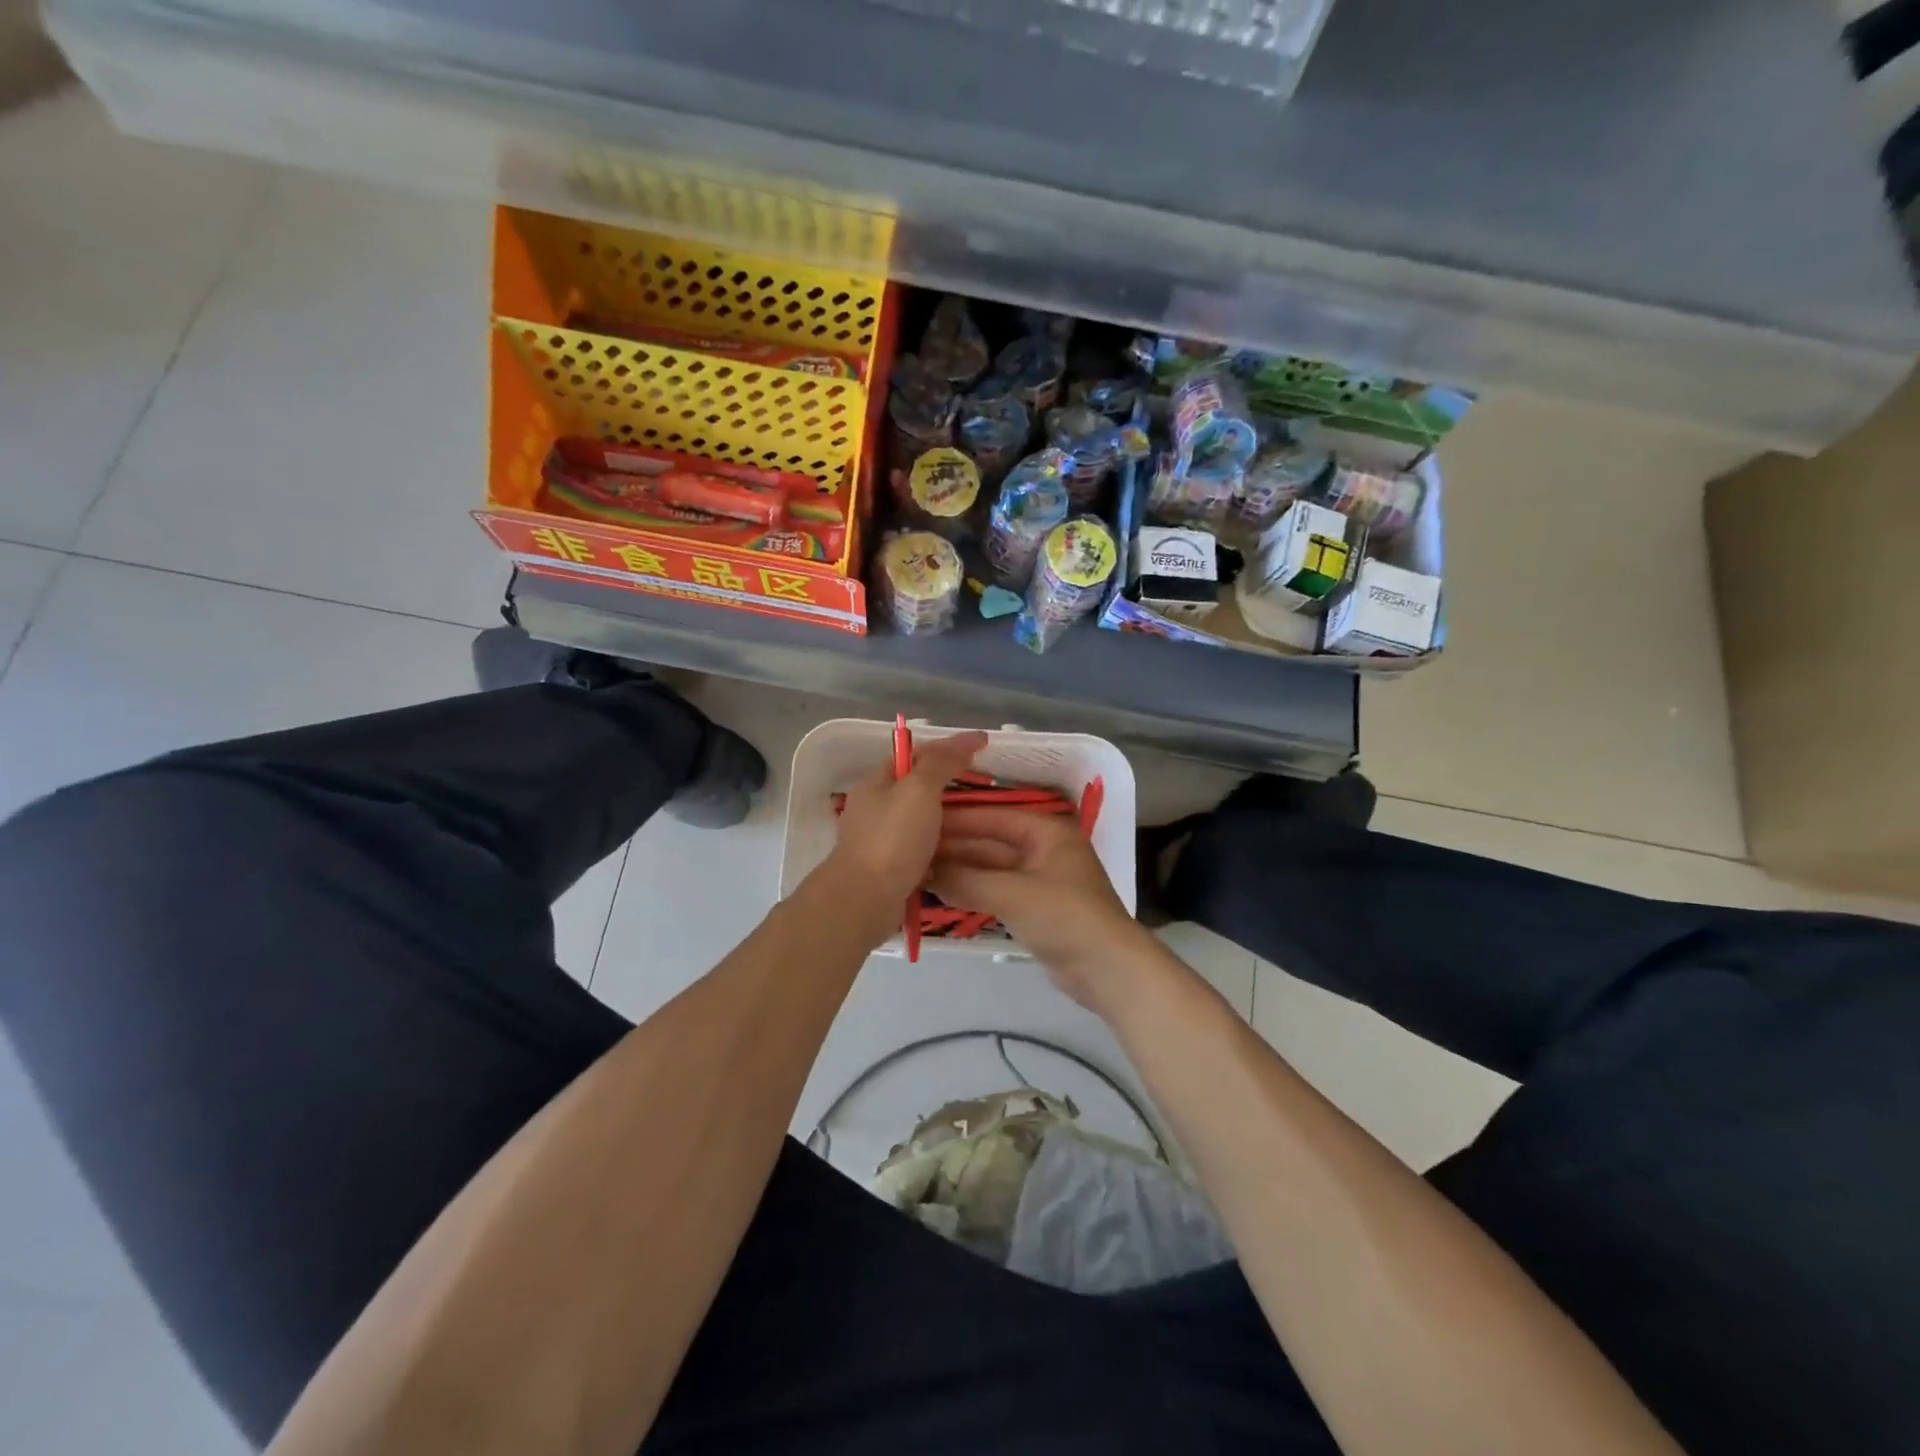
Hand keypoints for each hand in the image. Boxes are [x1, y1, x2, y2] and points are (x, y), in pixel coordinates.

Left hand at [824, 731, 987, 943]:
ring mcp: (880, 841)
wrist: (865, 900)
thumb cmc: (892, 839)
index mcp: (876, 782)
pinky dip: (942, 850)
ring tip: (984, 823)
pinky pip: (921, 851)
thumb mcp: (920, 789)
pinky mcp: (889, 870)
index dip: (947, 747)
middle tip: (988, 790)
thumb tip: (968, 739)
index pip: (914, 753)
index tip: (982, 748)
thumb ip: (942, 762)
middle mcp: (875, 808)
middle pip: (918, 788)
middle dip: (951, 786)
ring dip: (949, 821)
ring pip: (921, 822)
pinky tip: (963, 855)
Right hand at [931, 806, 1155, 1013]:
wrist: (1108, 968)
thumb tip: (923, 871)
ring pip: (992, 868)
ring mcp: (1040, 879)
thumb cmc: (1064, 916)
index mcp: (1046, 831)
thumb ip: (966, 880)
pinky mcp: (1036, 907)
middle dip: (954, 847)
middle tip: (911, 849)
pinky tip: (943, 893)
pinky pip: (997, 891)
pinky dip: (973, 891)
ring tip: (919, 870)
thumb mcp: (1012, 893)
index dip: (956, 819)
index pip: (992, 817)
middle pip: (991, 842)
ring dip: (960, 871)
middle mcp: (1043, 848)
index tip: (919, 820)